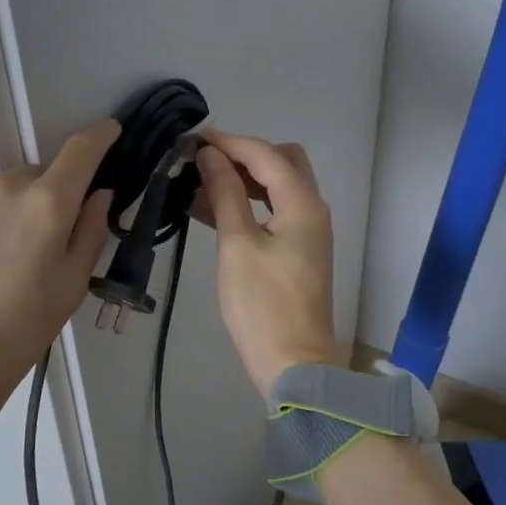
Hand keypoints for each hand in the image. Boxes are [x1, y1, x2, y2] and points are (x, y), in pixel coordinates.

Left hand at [0, 120, 118, 445]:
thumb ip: (91, 231)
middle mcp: (1, 185)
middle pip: (34, 177)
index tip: (109, 132)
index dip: (100, 137)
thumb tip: (98, 194)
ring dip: (0, 214)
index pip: (81, 150)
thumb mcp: (71, 288)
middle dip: (41, 200)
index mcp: (46, 205)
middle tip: (34, 246)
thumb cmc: (17, 332)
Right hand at [193, 131, 344, 397]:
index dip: (230, 142)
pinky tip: (212, 210)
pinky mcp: (299, 250)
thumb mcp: (237, 245)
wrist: (294, 364)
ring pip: (278, 187)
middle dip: (244, 155)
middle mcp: (313, 209)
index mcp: (303, 204)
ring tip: (199, 184)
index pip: (266, 154)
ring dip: (243, 180)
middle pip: (282, 162)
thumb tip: (210, 155)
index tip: (193, 140)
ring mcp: (308, 231)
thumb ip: (225, 194)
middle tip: (204, 162)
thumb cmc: (262, 305)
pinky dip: (248, 204)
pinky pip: (274, 211)